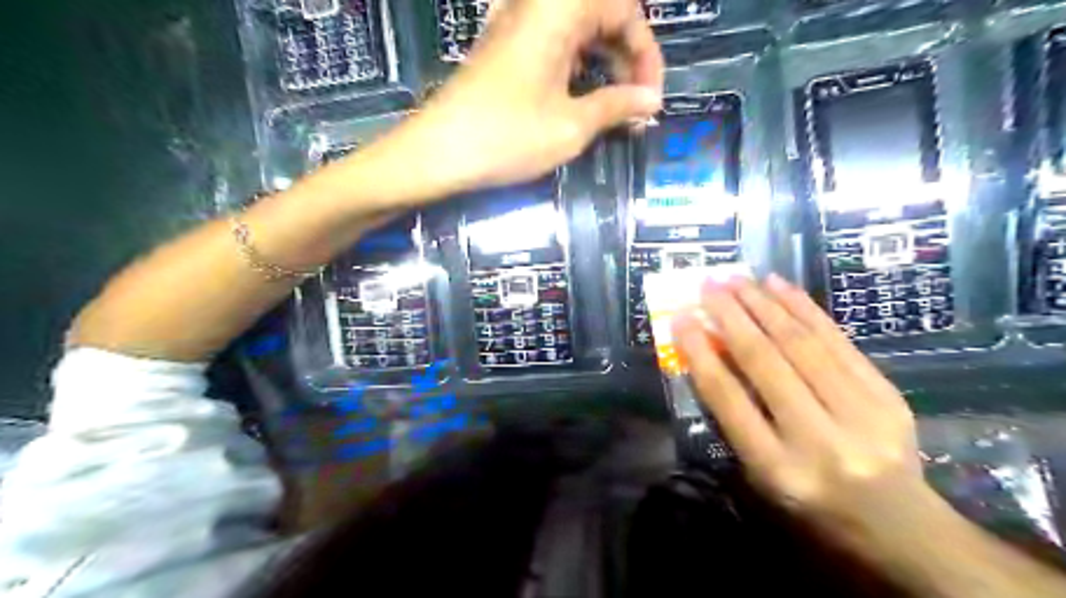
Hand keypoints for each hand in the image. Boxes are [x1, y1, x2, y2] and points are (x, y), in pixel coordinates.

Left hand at [372, 0, 664, 197]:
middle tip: (636, 103)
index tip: (651, 98)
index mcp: (559, 10)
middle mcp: (538, 6)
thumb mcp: (571, 126)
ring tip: (614, 107)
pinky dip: (576, 68)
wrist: (438, 152)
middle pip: (601, 14)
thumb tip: (651, 100)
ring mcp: (517, 26)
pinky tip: (581, 99)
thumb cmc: (507, 137)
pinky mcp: (504, 49)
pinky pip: (553, 44)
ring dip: (603, 63)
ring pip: (578, 30)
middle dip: (627, 57)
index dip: (646, 54)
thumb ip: (617, 106)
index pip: (625, 10)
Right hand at [673, 275, 938, 551]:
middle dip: (732, 317)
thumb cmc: (811, 503)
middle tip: (709, 285)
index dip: (701, 354)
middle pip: (767, 363)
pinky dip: (804, 308)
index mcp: (778, 468)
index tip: (682, 320)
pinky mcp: (887, 395)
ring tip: (738, 279)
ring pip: (803, 344)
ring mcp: (862, 415)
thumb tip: (710, 352)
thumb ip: (734, 416)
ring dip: (765, 304)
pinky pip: (838, 341)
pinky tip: (779, 286)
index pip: (729, 399)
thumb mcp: (761, 473)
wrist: (898, 526)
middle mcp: (819, 440)